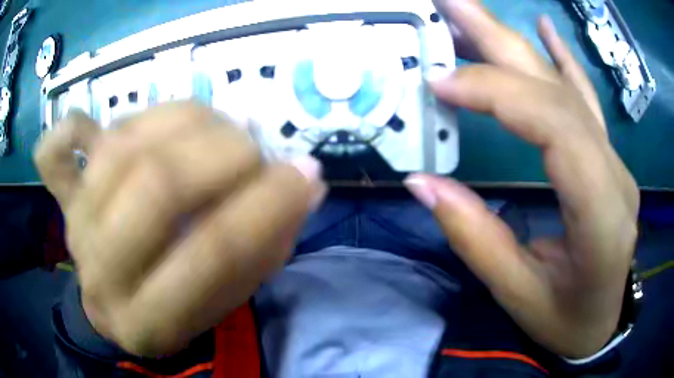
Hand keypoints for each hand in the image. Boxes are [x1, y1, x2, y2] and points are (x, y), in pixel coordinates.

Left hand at [35, 102, 326, 355]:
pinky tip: (113, 128)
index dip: (267, 205)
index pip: (212, 253)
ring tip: (214, 127)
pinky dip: (74, 125)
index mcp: (149, 321)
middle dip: (223, 154)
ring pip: (121, 148)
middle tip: (255, 148)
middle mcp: (101, 272)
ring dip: (182, 122)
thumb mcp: (232, 298)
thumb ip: (268, 243)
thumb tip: (307, 183)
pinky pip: (58, 150)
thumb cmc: (179, 308)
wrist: (116, 306)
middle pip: (156, 187)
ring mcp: (74, 225)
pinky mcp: (62, 197)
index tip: (306, 174)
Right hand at [406, 0, 638, 357]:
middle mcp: (614, 175)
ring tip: (475, 12)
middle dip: (501, 41)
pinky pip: (586, 99)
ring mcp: (615, 162)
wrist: (600, 323)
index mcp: (600, 215)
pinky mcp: (608, 160)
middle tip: (450, 5)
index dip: (497, 94)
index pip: (555, 128)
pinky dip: (563, 58)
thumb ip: (475, 238)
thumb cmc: (565, 319)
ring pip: (568, 87)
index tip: (441, 82)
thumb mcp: (519, 295)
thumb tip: (423, 182)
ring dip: (518, 42)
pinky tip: (545, 29)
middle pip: (560, 92)